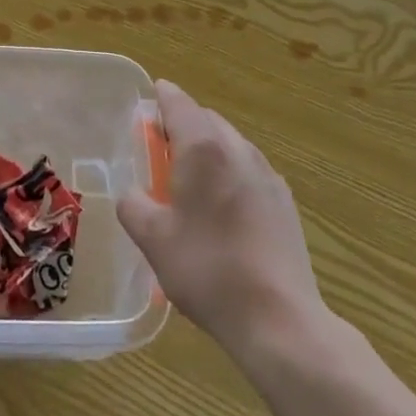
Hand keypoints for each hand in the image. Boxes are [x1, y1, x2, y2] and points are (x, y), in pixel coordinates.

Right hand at [118, 79, 328, 359]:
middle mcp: (237, 149)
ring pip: (230, 143)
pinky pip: (249, 169)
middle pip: (206, 119)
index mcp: (203, 148)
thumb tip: (131, 194)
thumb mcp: (154, 240)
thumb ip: (133, 206)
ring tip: (190, 178)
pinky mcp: (284, 200)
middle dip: (182, 124)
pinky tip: (223, 206)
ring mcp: (266, 173)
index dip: (161, 96)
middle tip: (159, 146)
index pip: (178, 103)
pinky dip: (230, 171)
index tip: (148, 97)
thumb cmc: (208, 270)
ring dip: (208, 148)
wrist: (279, 318)